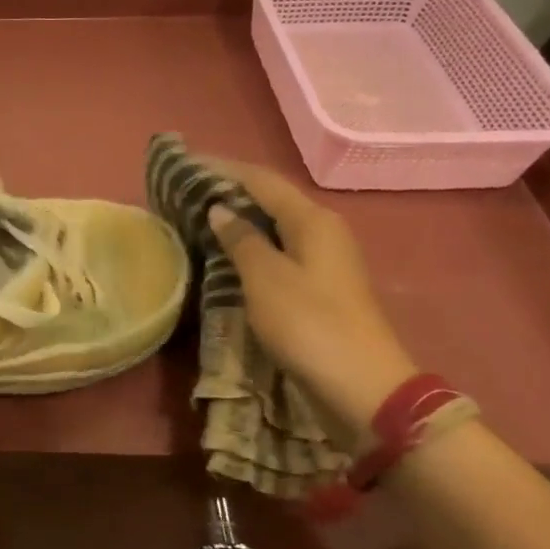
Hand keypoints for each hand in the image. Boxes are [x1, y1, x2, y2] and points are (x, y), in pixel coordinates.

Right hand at [203, 162, 417, 448]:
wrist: (363, 387)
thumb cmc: (309, 325)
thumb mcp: (265, 278)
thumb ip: (240, 239)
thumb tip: (220, 209)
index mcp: (312, 220)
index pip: (261, 179)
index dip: (222, 168)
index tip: (186, 162)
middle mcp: (322, 229)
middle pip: (270, 197)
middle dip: (230, 189)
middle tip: (187, 188)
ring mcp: (324, 258)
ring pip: (274, 223)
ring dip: (239, 216)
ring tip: (200, 214)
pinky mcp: (320, 283)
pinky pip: (278, 247)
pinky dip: (250, 242)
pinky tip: (228, 250)